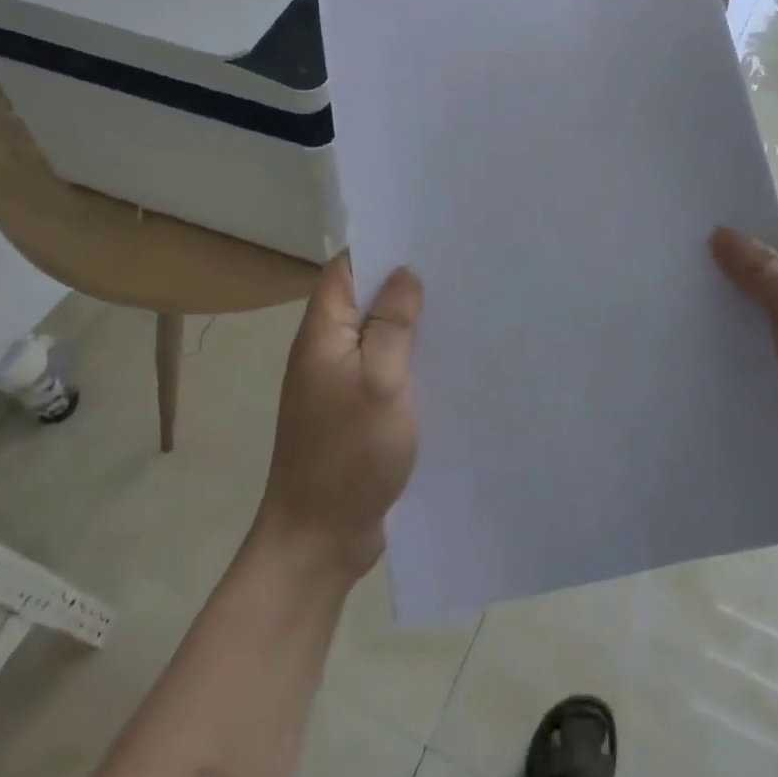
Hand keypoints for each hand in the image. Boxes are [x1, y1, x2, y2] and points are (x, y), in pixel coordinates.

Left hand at [256, 254, 422, 581]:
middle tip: (454, 270)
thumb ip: (392, 324)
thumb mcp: (380, 382)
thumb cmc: (350, 455)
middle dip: (402, 284)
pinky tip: (443, 361)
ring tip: (458, 307)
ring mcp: (337, 384)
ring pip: (375, 336)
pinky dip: (408, 360)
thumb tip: (404, 273)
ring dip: (408, 323)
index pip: (344, 270)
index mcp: (322, 335)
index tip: (423, 238)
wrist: (319, 538)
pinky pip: (382, 370)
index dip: (379, 249)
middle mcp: (325, 352)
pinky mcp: (353, 412)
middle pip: (362, 300)